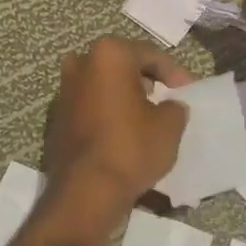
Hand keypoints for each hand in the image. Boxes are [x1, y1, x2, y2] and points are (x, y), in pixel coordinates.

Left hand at [34, 38, 192, 244]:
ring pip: (103, 84)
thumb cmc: (131, 147)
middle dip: (145, 78)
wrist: (86, 191)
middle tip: (165, 96)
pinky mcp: (57, 117)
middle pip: (122, 65)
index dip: (174, 72)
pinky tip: (123, 131)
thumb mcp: (169, 125)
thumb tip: (170, 105)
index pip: (149, 54)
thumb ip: (174, 106)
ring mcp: (64, 91)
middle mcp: (81, 64)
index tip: (188, 90)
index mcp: (109, 55)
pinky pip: (90, 106)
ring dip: (124, 95)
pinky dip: (107, 111)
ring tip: (146, 115)